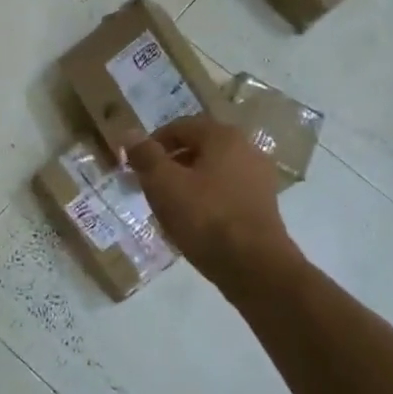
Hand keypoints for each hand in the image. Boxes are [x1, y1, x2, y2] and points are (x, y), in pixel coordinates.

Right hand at [126, 116, 299, 285]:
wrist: (255, 266)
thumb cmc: (205, 218)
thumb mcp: (164, 185)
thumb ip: (145, 156)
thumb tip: (129, 133)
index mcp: (223, 136)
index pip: (180, 127)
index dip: (153, 144)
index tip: (136, 167)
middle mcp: (246, 148)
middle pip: (198, 148)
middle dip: (170, 165)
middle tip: (149, 187)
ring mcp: (258, 177)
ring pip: (212, 172)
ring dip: (188, 183)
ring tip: (168, 207)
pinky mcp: (263, 204)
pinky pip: (226, 192)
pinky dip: (207, 199)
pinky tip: (194, 222)